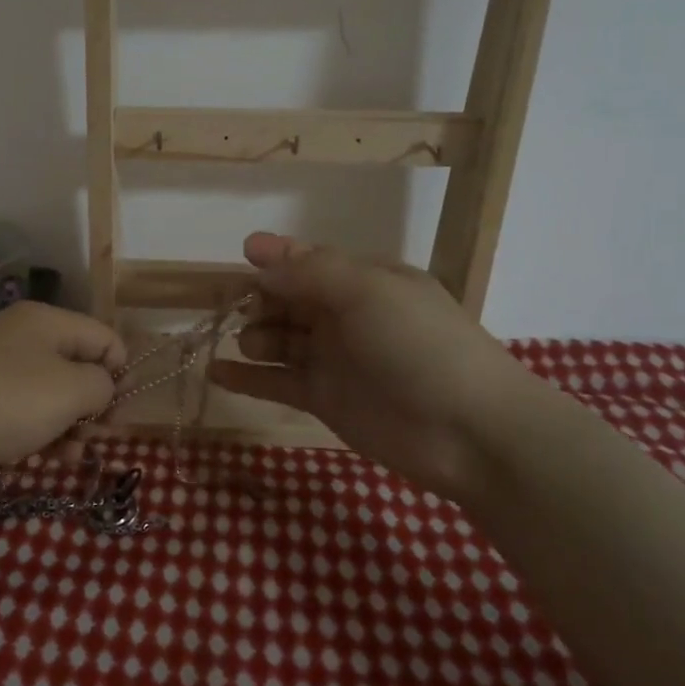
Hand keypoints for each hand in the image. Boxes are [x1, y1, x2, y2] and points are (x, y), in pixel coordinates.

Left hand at [0, 301, 126, 473]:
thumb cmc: (5, 402)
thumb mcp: (68, 392)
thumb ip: (101, 385)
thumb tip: (102, 386)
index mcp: (48, 320)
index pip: (105, 338)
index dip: (121, 375)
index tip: (118, 416)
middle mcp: (22, 332)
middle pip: (77, 364)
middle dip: (93, 403)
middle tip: (93, 439)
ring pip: (49, 388)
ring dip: (68, 421)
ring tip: (70, 456)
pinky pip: (20, 403)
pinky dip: (37, 425)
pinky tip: (42, 454)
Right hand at [209, 232, 537, 502]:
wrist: (468, 431)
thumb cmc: (419, 345)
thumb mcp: (368, 291)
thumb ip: (310, 271)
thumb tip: (258, 253)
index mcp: (365, 281)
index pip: (310, 262)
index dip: (277, 258)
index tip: (243, 256)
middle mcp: (347, 316)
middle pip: (289, 300)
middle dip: (262, 300)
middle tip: (241, 310)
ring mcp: (335, 359)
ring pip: (281, 340)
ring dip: (256, 336)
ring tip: (250, 343)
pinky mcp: (324, 399)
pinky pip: (277, 382)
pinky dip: (247, 378)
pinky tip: (216, 372)